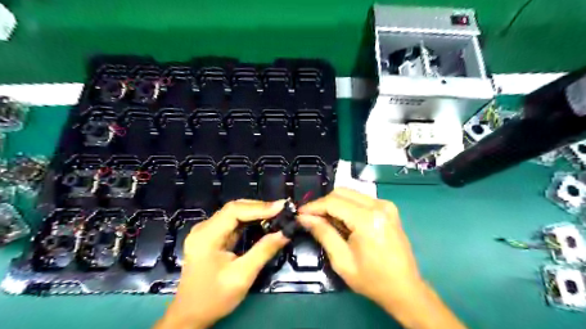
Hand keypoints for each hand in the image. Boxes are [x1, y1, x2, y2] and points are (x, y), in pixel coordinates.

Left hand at [155, 200, 287, 327]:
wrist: (190, 315)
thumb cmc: (214, 298)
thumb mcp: (242, 276)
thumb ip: (264, 251)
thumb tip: (285, 233)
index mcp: (206, 236)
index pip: (234, 211)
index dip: (259, 207)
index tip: (281, 207)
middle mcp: (204, 228)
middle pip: (234, 208)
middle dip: (259, 207)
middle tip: (281, 209)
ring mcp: (206, 231)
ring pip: (234, 213)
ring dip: (255, 212)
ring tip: (276, 213)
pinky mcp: (211, 236)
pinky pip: (232, 222)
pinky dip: (249, 220)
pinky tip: (262, 221)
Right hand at [299, 188, 465, 328]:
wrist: (405, 288)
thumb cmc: (372, 279)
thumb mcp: (341, 260)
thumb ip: (323, 233)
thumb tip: (304, 218)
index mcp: (367, 219)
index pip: (333, 202)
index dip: (313, 206)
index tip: (299, 213)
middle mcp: (379, 205)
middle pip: (341, 192)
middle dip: (323, 203)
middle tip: (311, 218)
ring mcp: (386, 205)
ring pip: (350, 194)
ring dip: (335, 204)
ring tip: (326, 222)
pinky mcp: (388, 209)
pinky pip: (360, 199)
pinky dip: (347, 206)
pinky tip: (343, 222)